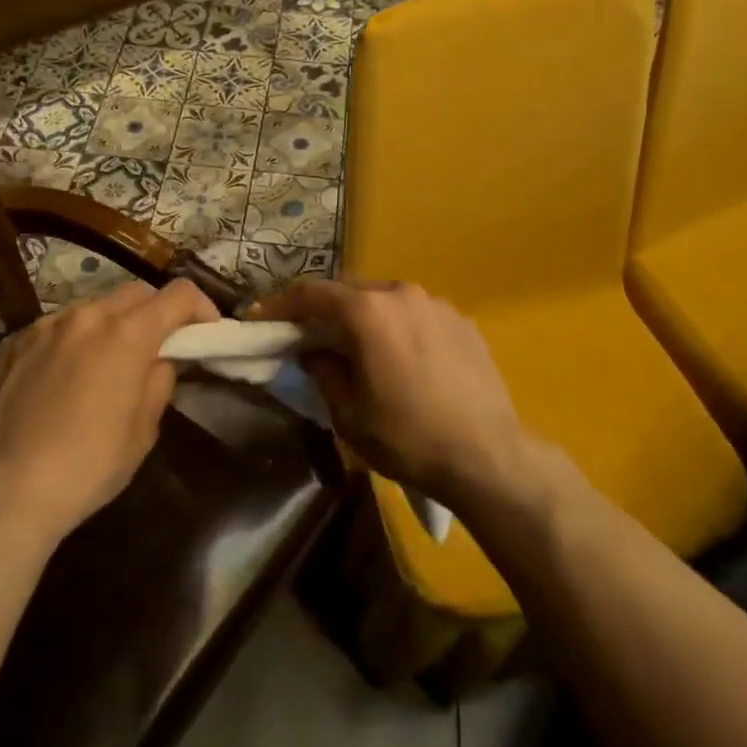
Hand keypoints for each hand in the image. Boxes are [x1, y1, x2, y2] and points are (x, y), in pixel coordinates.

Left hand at [0, 279, 217, 543]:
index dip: (201, 308)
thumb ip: (158, 382)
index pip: (179, 294)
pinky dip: (72, 339)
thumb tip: (158, 361)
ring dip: (111, 324)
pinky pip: (55, 327)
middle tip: (159, 346)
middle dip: (156, 312)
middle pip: (136, 293)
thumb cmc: (88, 465)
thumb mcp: (143, 431)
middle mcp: (87, 315)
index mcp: (128, 333)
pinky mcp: (12, 343)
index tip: (205, 333)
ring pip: (92, 307)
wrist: (4, 492)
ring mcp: (44, 325)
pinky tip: (64, 375)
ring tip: (108, 361)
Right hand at [250, 279, 530, 511]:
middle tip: (307, 333)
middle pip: (350, 291)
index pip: (312, 293)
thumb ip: (323, 370)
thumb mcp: (348, 413)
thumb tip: (313, 350)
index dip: (280, 304)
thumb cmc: (408, 436)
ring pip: (385, 300)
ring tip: (357, 347)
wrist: (487, 455)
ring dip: (363, 317)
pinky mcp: (461, 320)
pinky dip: (397, 326)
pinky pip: (416, 314)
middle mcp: (402, 294)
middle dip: (324, 309)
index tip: (259, 317)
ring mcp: (436, 304)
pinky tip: (401, 357)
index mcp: (368, 312)